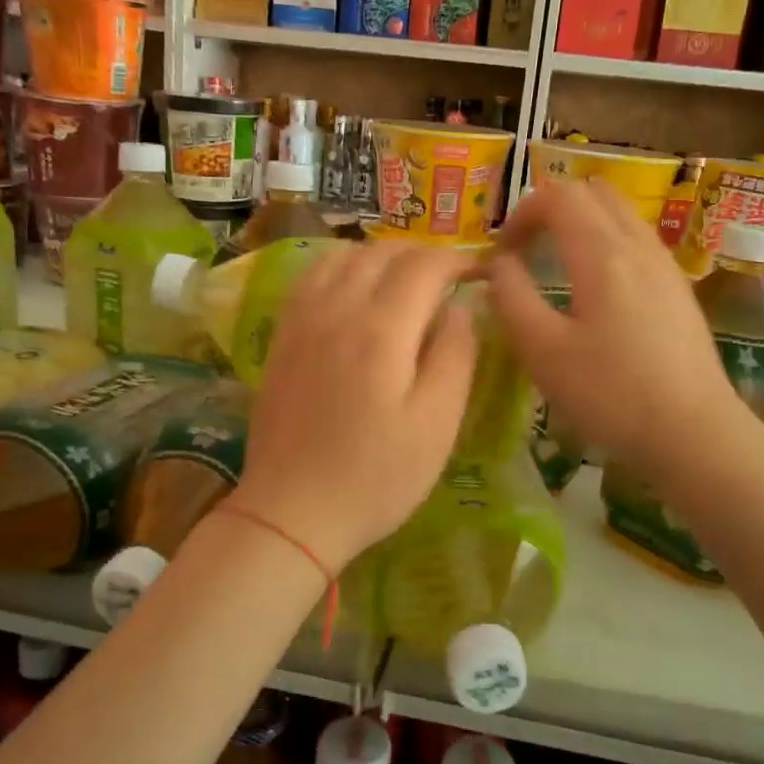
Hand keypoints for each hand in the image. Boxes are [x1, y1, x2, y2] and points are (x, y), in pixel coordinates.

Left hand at [235, 242, 478, 576]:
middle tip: (450, 278)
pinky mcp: (281, 336)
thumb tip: (459, 308)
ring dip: (381, 255)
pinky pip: (312, 276)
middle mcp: (337, 309)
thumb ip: (455, 355)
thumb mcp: (437, 425)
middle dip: (423, 254)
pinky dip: (342, 266)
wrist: (291, 512)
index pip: (425, 266)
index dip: (459, 260)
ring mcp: (301, 320)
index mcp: (381, 330)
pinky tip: (355, 290)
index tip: (482, 272)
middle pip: (382, 252)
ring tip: (405, 280)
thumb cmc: (376, 477)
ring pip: (343, 255)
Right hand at [486, 181, 738, 476]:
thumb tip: (498, 264)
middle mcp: (638, 245)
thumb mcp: (543, 352)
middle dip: (551, 208)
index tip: (502, 252)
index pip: (558, 195)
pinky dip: (606, 242)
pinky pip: (637, 239)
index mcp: (602, 253)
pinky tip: (597, 291)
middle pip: (592, 192)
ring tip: (557, 265)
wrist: (694, 432)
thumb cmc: (610, 394)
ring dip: (581, 223)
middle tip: (527, 248)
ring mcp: (665, 264)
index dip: (521, 212)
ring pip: (619, 213)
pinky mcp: (678, 288)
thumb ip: (511, 298)